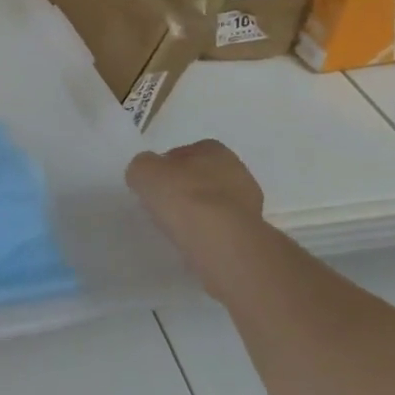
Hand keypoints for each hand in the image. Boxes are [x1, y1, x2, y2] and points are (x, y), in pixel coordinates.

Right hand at [127, 140, 265, 288]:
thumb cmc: (184, 196)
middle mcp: (238, 173)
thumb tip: (146, 174)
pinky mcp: (252, 236)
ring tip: (177, 228)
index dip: (168, 166)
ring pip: (216, 205)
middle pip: (204, 178)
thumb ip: (142, 166)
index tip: (155, 183)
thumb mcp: (144, 171)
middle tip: (165, 204)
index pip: (187, 152)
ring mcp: (250, 207)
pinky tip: (194, 244)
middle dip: (187, 189)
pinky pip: (223, 231)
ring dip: (200, 213)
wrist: (222, 243)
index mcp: (215, 150)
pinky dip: (209, 235)